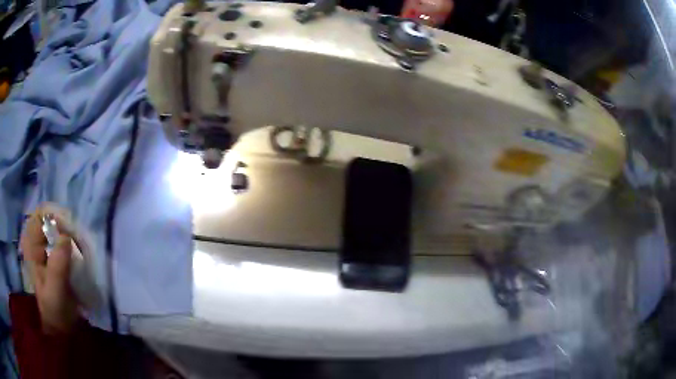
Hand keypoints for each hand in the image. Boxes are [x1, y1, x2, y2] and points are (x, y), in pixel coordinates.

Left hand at [20, 207, 79, 334]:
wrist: (62, 329)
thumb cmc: (54, 310)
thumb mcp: (54, 291)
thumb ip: (57, 266)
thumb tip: (66, 237)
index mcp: (32, 247)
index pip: (40, 215)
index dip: (53, 216)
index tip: (69, 227)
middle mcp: (38, 243)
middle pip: (51, 220)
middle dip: (65, 225)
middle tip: (79, 238)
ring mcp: (48, 251)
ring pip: (59, 230)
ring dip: (72, 235)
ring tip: (82, 246)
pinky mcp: (58, 259)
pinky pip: (66, 241)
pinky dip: (74, 243)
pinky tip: (82, 252)